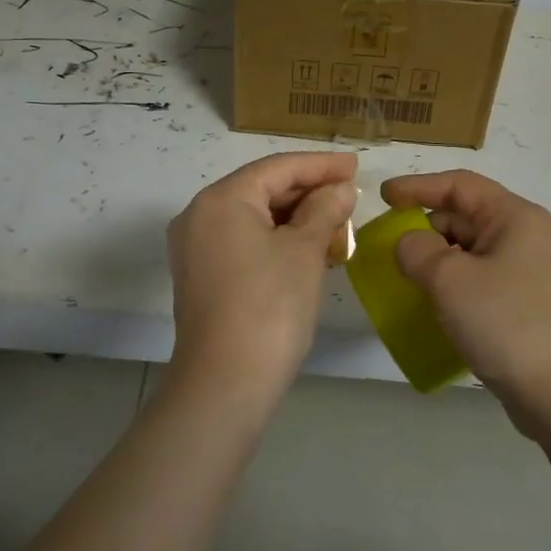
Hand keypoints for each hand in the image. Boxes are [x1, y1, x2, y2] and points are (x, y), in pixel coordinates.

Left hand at [166, 151, 357, 401]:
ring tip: (337, 223)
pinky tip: (309, 249)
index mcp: (222, 199)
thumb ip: (325, 210)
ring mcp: (195, 248)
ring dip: (295, 218)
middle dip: (308, 192)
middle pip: (262, 189)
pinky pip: (243, 241)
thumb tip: (341, 189)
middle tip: (350, 197)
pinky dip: (276, 240)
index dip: (320, 165)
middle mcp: (200, 215)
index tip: (355, 166)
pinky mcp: (201, 276)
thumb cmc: (270, 306)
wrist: (225, 384)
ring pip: (253, 217)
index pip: (277, 167)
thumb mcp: (305, 251)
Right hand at [381, 170, 550, 426]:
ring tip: (409, 281)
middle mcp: (532, 237)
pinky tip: (438, 308)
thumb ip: (417, 250)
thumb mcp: (450, 279)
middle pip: (468, 217)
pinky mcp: (535, 306)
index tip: (384, 198)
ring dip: (440, 261)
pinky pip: (486, 281)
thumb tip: (410, 244)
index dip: (418, 187)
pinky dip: (458, 285)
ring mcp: (537, 274)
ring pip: (476, 252)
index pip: (460, 185)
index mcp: (518, 217)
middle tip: (392, 251)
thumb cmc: (508, 324)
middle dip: (427, 229)